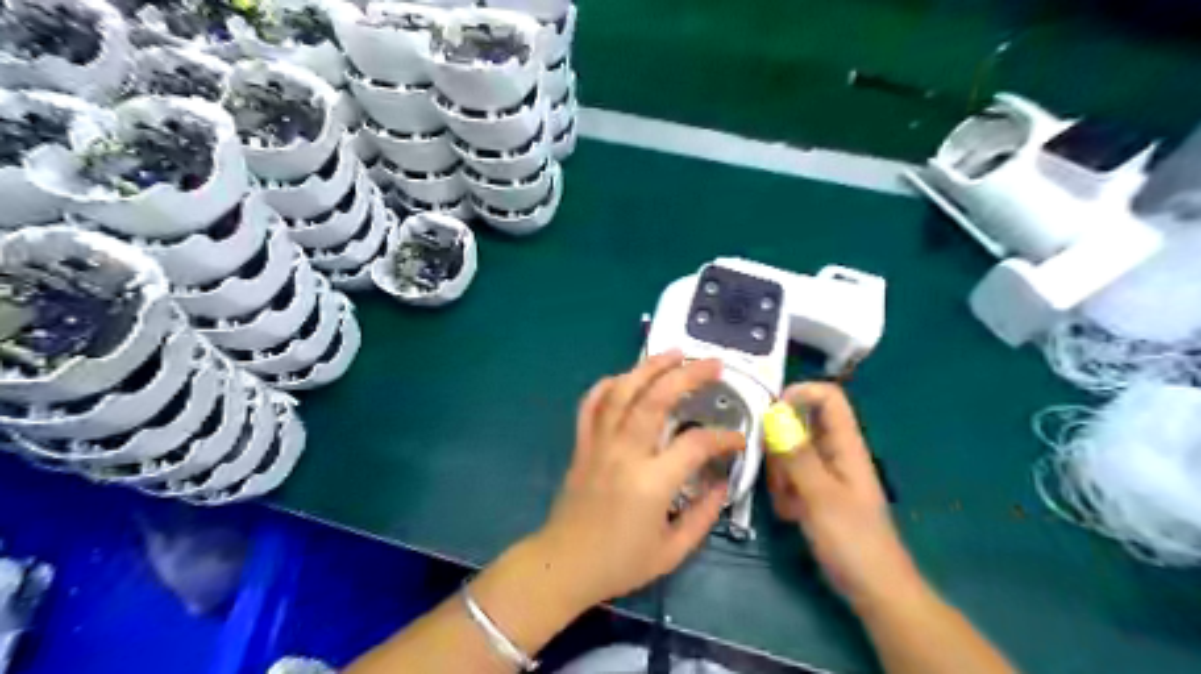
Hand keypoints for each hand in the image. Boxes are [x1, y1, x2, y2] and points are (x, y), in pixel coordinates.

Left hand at [532, 352, 747, 609]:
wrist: (564, 564)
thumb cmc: (619, 563)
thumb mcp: (672, 551)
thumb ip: (704, 516)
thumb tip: (722, 484)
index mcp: (651, 482)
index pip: (696, 444)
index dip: (723, 438)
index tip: (738, 440)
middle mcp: (624, 452)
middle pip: (655, 399)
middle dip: (687, 374)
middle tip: (712, 363)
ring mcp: (599, 443)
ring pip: (622, 392)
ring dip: (649, 367)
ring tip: (673, 353)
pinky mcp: (581, 444)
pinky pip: (591, 404)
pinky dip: (608, 385)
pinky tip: (625, 376)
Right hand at [763, 384, 922, 610]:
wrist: (874, 590)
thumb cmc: (854, 541)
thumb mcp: (821, 497)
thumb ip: (796, 455)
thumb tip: (773, 414)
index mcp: (846, 445)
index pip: (828, 397)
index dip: (800, 394)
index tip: (769, 412)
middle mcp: (835, 452)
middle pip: (800, 423)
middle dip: (779, 443)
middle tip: (775, 472)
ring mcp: (824, 473)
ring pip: (789, 452)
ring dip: (779, 472)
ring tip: (785, 501)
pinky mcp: (814, 493)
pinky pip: (789, 476)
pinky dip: (783, 490)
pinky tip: (789, 514)